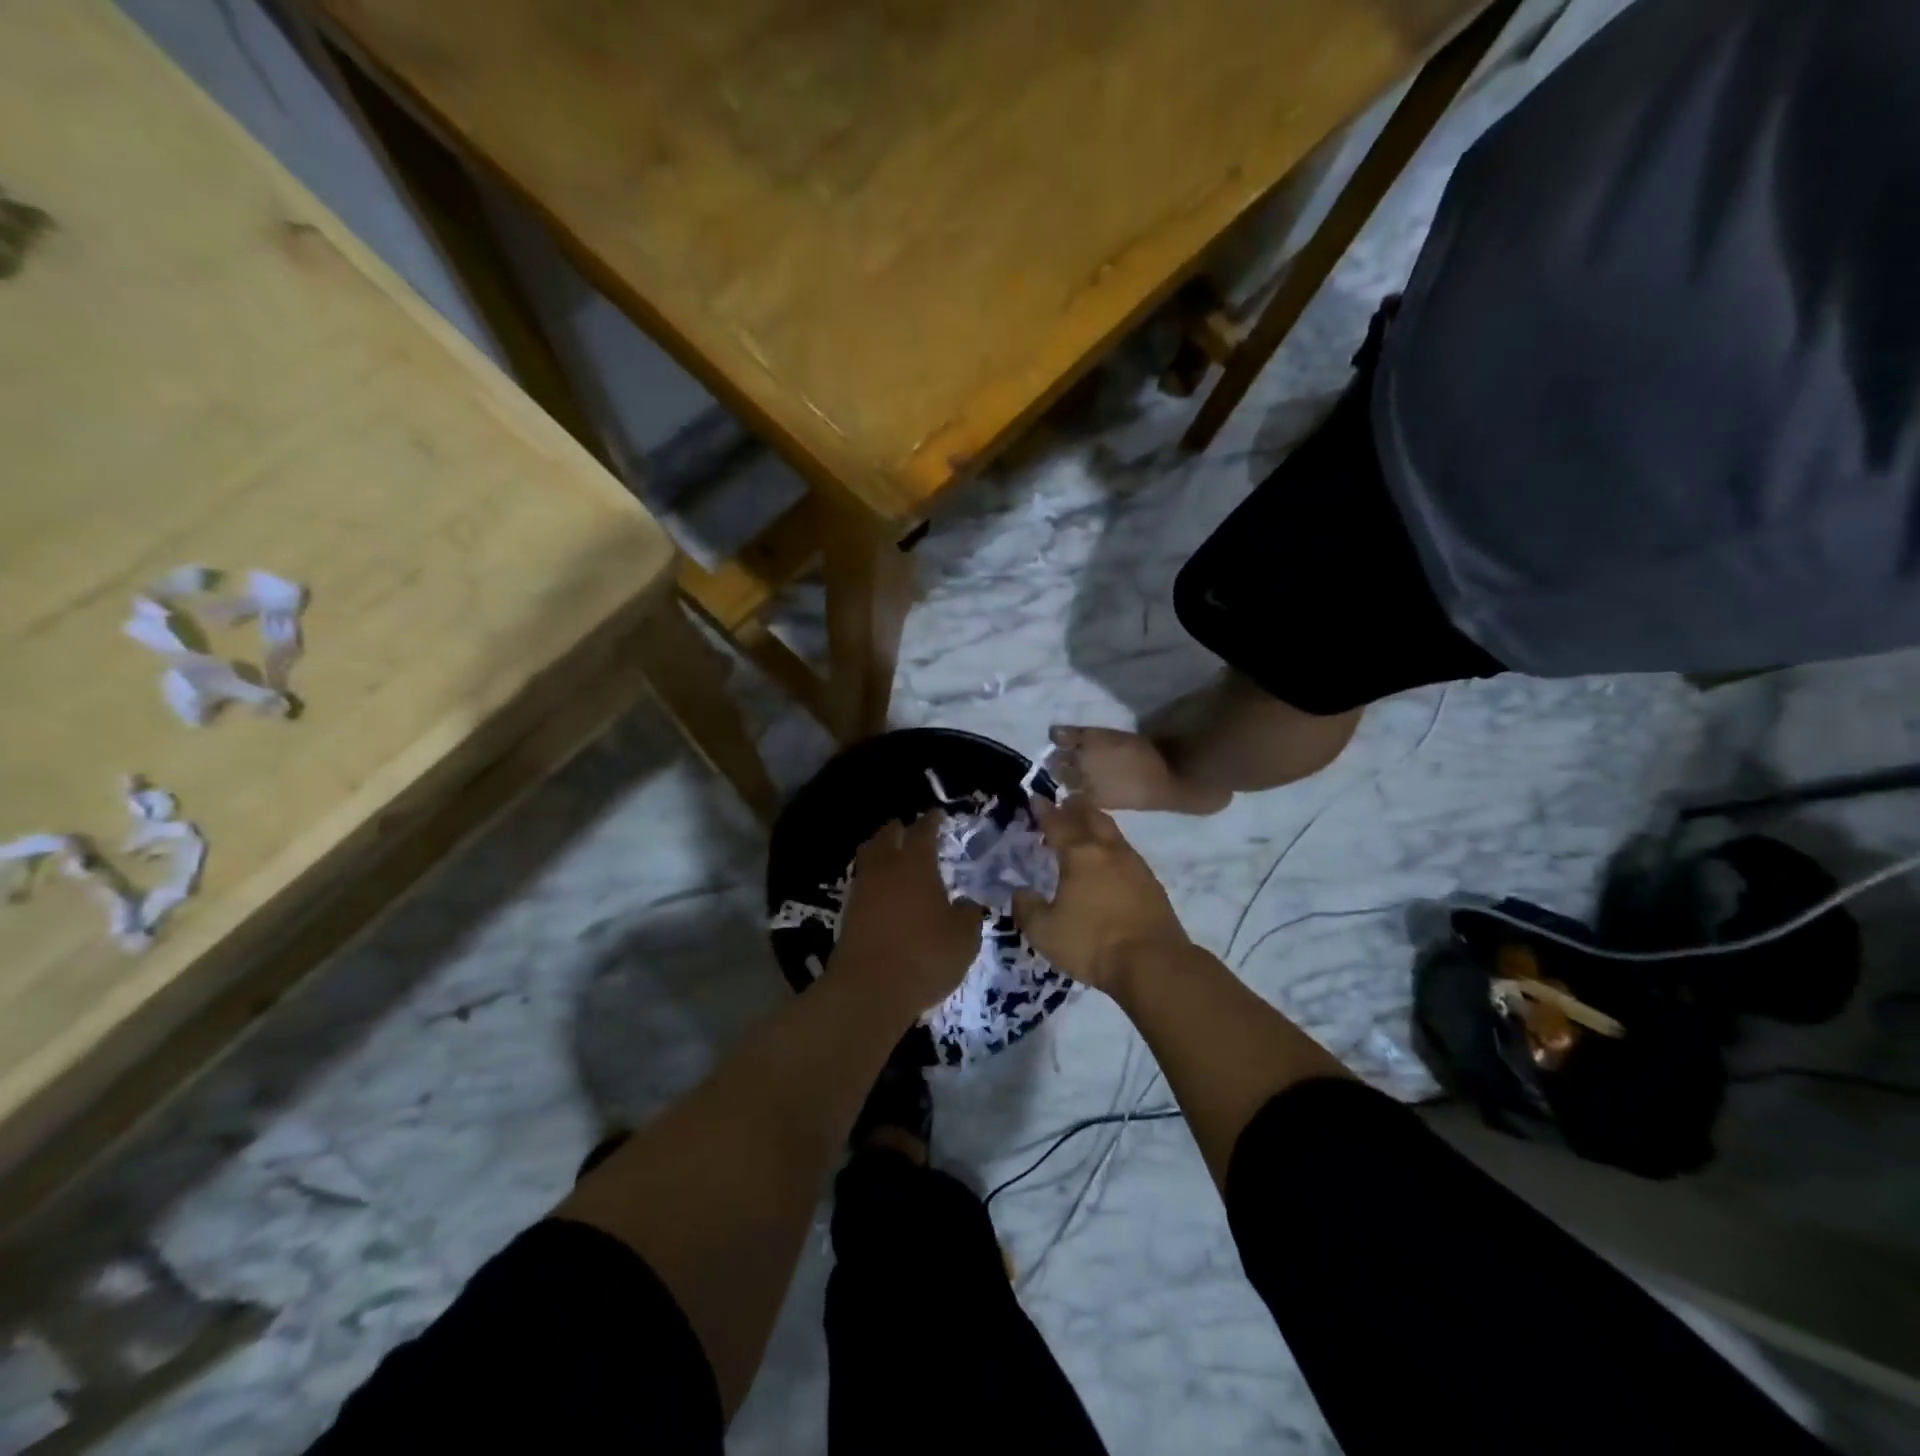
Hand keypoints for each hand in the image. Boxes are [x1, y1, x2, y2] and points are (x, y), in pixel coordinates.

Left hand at [832, 813, 985, 1014]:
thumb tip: (967, 903)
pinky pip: (862, 883)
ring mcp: (862, 890)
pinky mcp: (848, 914)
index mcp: (916, 865)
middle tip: (909, 829)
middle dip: (898, 829)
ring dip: (880, 850)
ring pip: (869, 857)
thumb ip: (968, 915)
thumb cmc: (925, 956)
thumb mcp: (964, 938)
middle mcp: (886, 869)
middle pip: (887, 836)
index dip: (931, 821)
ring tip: (892, 855)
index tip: (936, 814)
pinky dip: (873, 879)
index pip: (923, 831)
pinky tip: (883, 890)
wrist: (869, 989)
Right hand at [1012, 797, 1189, 991]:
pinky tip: (1109, 860)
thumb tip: (1019, 891)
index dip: (1044, 810)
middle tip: (1063, 803)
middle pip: (1090, 816)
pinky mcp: (1151, 882)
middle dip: (1074, 807)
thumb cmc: (1092, 943)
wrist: (1153, 963)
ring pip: (1112, 831)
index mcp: (1079, 855)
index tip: (1035, 799)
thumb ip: (1027, 908)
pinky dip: (1112, 846)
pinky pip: (1126, 851)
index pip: (1057, 823)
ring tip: (1085, 826)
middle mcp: (1107, 850)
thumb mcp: (1044, 932)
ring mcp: (1134, 864)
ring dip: (1096, 822)